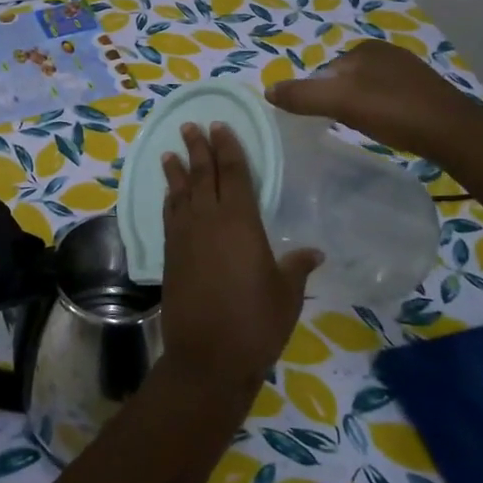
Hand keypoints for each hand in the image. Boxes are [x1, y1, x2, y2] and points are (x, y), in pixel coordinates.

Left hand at [158, 122, 320, 400]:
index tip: (220, 126)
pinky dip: (169, 199)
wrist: (208, 356)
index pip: (234, 173)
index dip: (227, 148)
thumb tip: (313, 252)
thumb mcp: (286, 294)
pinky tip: (170, 194)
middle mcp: (209, 221)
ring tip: (170, 152)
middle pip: (203, 175)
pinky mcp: (170, 255)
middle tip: (191, 126)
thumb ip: (295, 267)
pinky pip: (169, 216)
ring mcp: (185, 237)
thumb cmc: (256, 323)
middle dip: (198, 148)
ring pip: (181, 193)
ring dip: (177, 170)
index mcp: (241, 222)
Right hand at [267, 39, 482, 159]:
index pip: (325, 71)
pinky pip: (389, 100)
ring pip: (367, 90)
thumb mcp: (339, 102)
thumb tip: (267, 90)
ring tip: (364, 129)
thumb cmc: (393, 111)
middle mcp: (388, 53)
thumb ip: (302, 96)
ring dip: (360, 108)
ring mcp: (410, 72)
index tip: (323, 119)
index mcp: (365, 49)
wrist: (454, 134)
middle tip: (343, 126)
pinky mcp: (425, 92)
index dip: (318, 95)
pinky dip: (381, 113)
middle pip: (345, 80)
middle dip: (339, 101)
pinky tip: (388, 128)